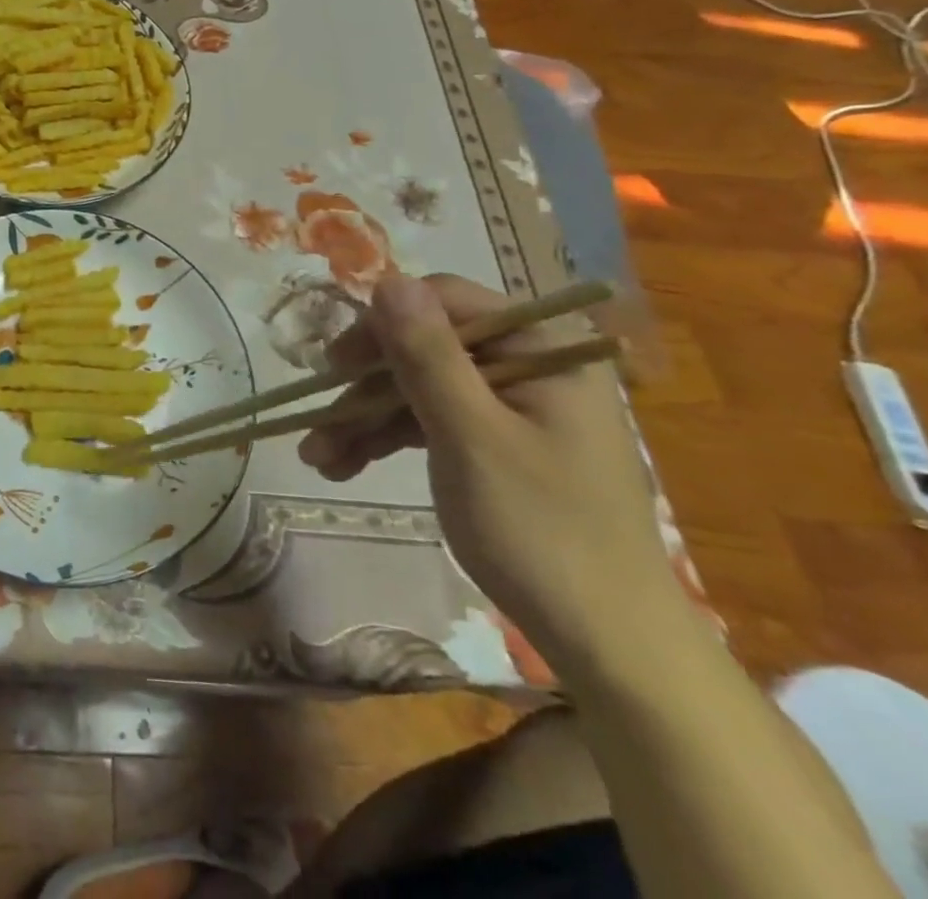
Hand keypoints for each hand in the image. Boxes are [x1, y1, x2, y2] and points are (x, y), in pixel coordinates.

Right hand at [299, 272, 682, 671]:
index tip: (334, 365)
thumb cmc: (542, 532)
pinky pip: (432, 421)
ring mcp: (514, 407)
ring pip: (420, 388)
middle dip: (364, 387)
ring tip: (316, 457)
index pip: (445, 302)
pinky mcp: (499, 444)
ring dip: (366, 419)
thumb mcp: (471, 436)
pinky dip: (389, 440)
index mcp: (543, 348)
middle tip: (316, 422)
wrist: (610, 647)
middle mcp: (529, 365)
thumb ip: (427, 354)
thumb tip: (388, 279)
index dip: (382, 325)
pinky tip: (343, 464)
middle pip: (425, 348)